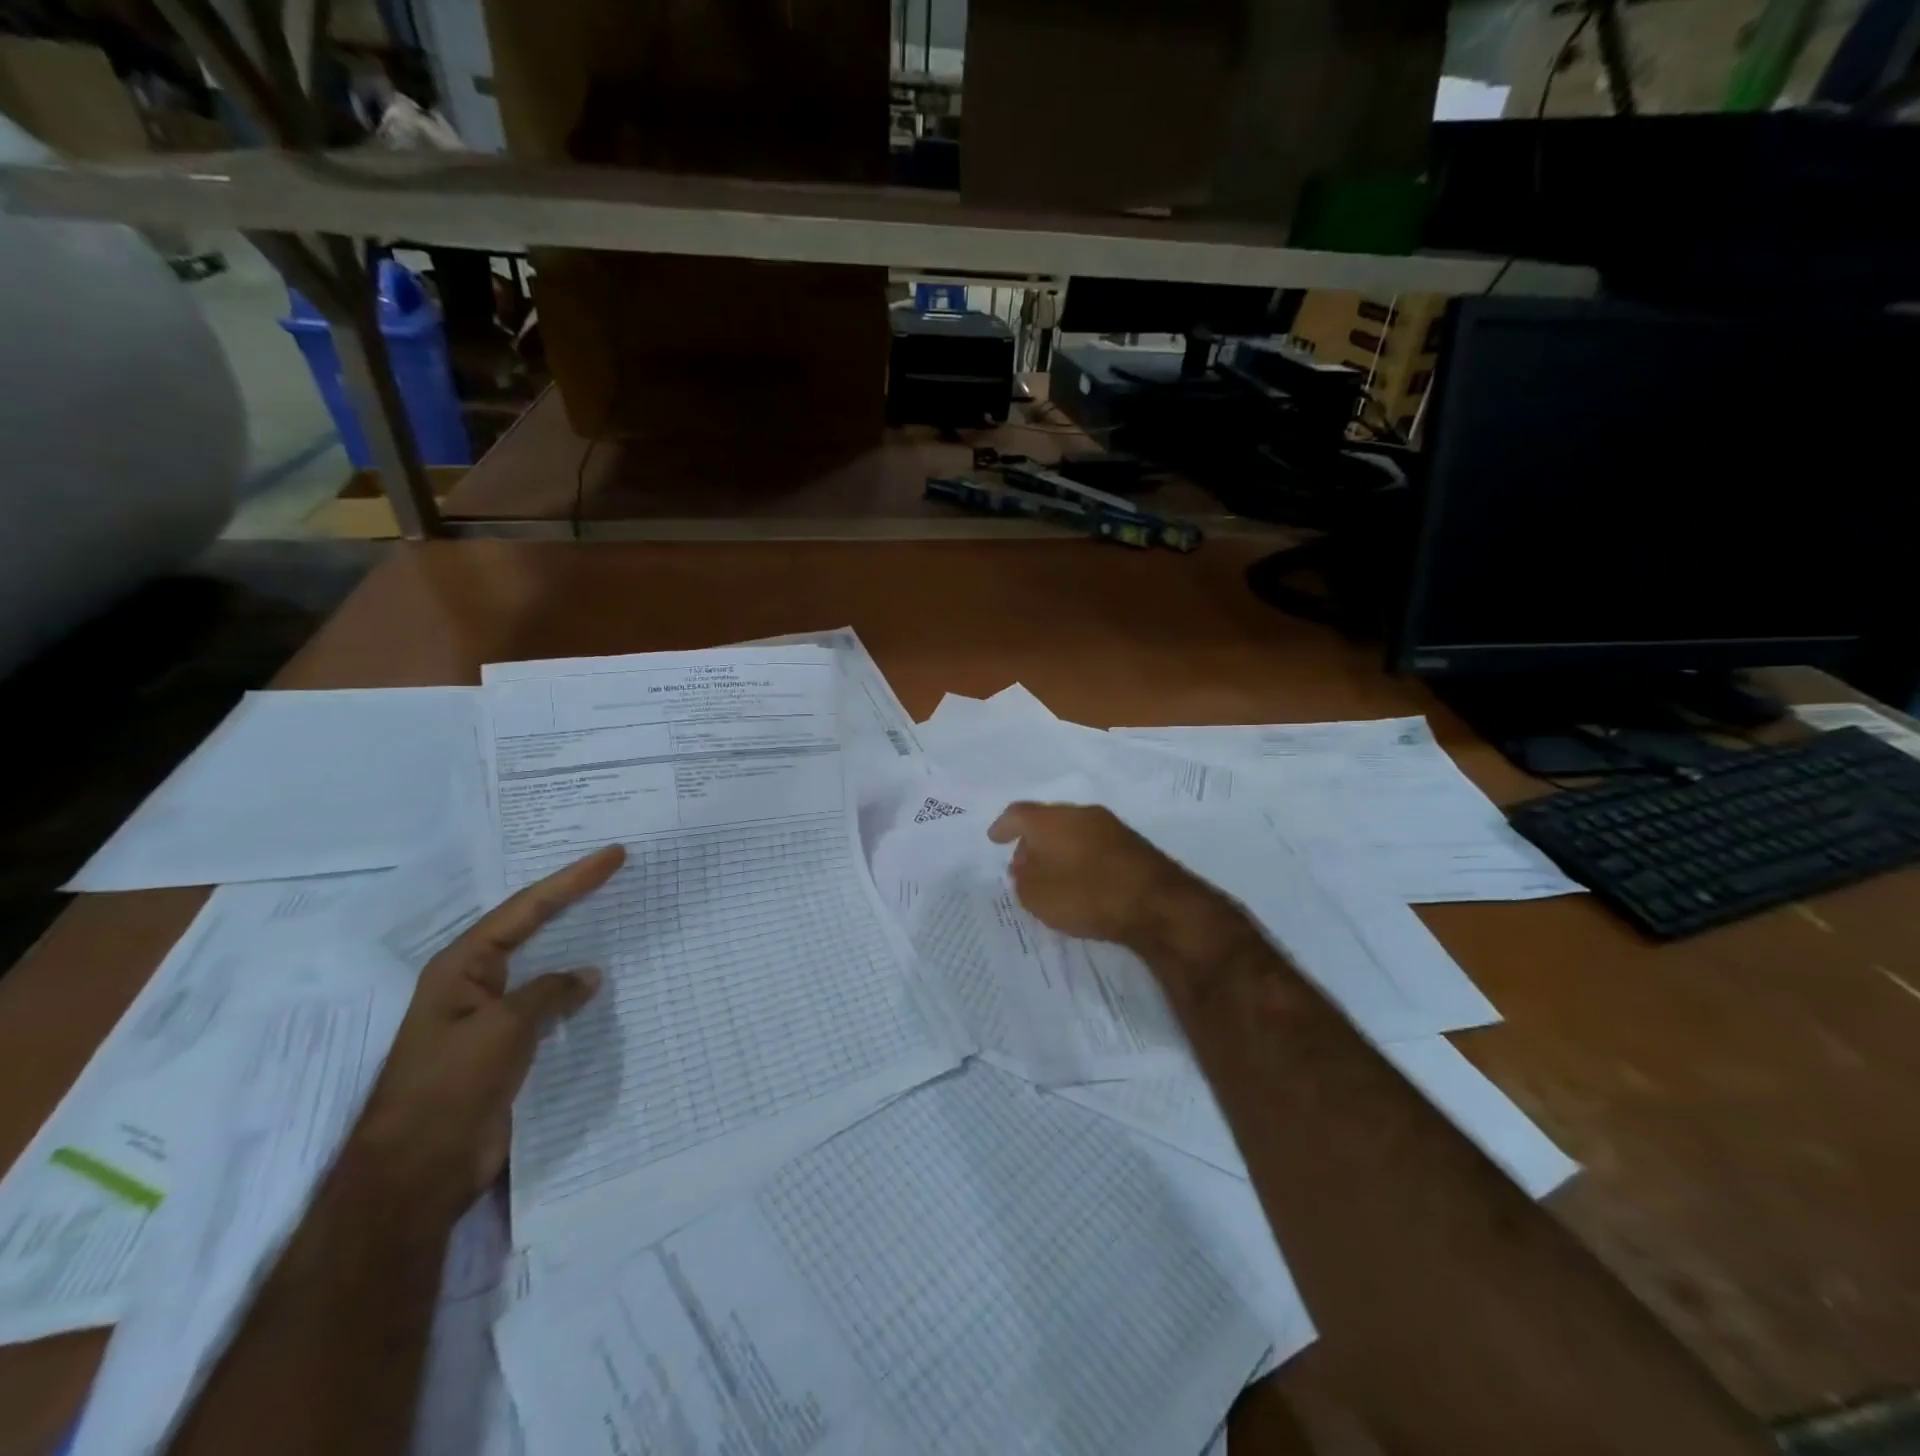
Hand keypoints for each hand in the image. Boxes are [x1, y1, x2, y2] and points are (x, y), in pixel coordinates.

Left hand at [353, 844, 625, 1218]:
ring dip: (576, 941)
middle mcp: (474, 982)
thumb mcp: (504, 1028)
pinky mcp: (505, 1046)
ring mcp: (489, 1015)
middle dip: (571, 898)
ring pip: (541, 964)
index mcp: (462, 966)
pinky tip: (600, 984)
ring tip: (615, 916)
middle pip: (530, 926)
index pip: (526, 908)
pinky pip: (547, 1003)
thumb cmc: (451, 1087)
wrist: (418, 1172)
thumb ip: (549, 992)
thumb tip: (588, 975)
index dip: (572, 879)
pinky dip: (574, 988)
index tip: (612, 855)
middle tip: (614, 871)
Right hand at [987, 802, 1213, 949]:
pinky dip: (1080, 859)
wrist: (1157, 903)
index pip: (1018, 814)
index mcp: (1050, 819)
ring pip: (1073, 832)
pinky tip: (1081, 881)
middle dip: (1031, 842)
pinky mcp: (1132, 844)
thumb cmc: (1087, 895)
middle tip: (1022, 866)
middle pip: (1047, 821)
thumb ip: (1023, 880)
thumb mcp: (1037, 896)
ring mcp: (1110, 826)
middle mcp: (1080, 813)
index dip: (1003, 827)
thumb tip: (1026, 869)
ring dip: (1058, 851)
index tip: (994, 839)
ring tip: (1052, 877)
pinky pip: (1094, 845)